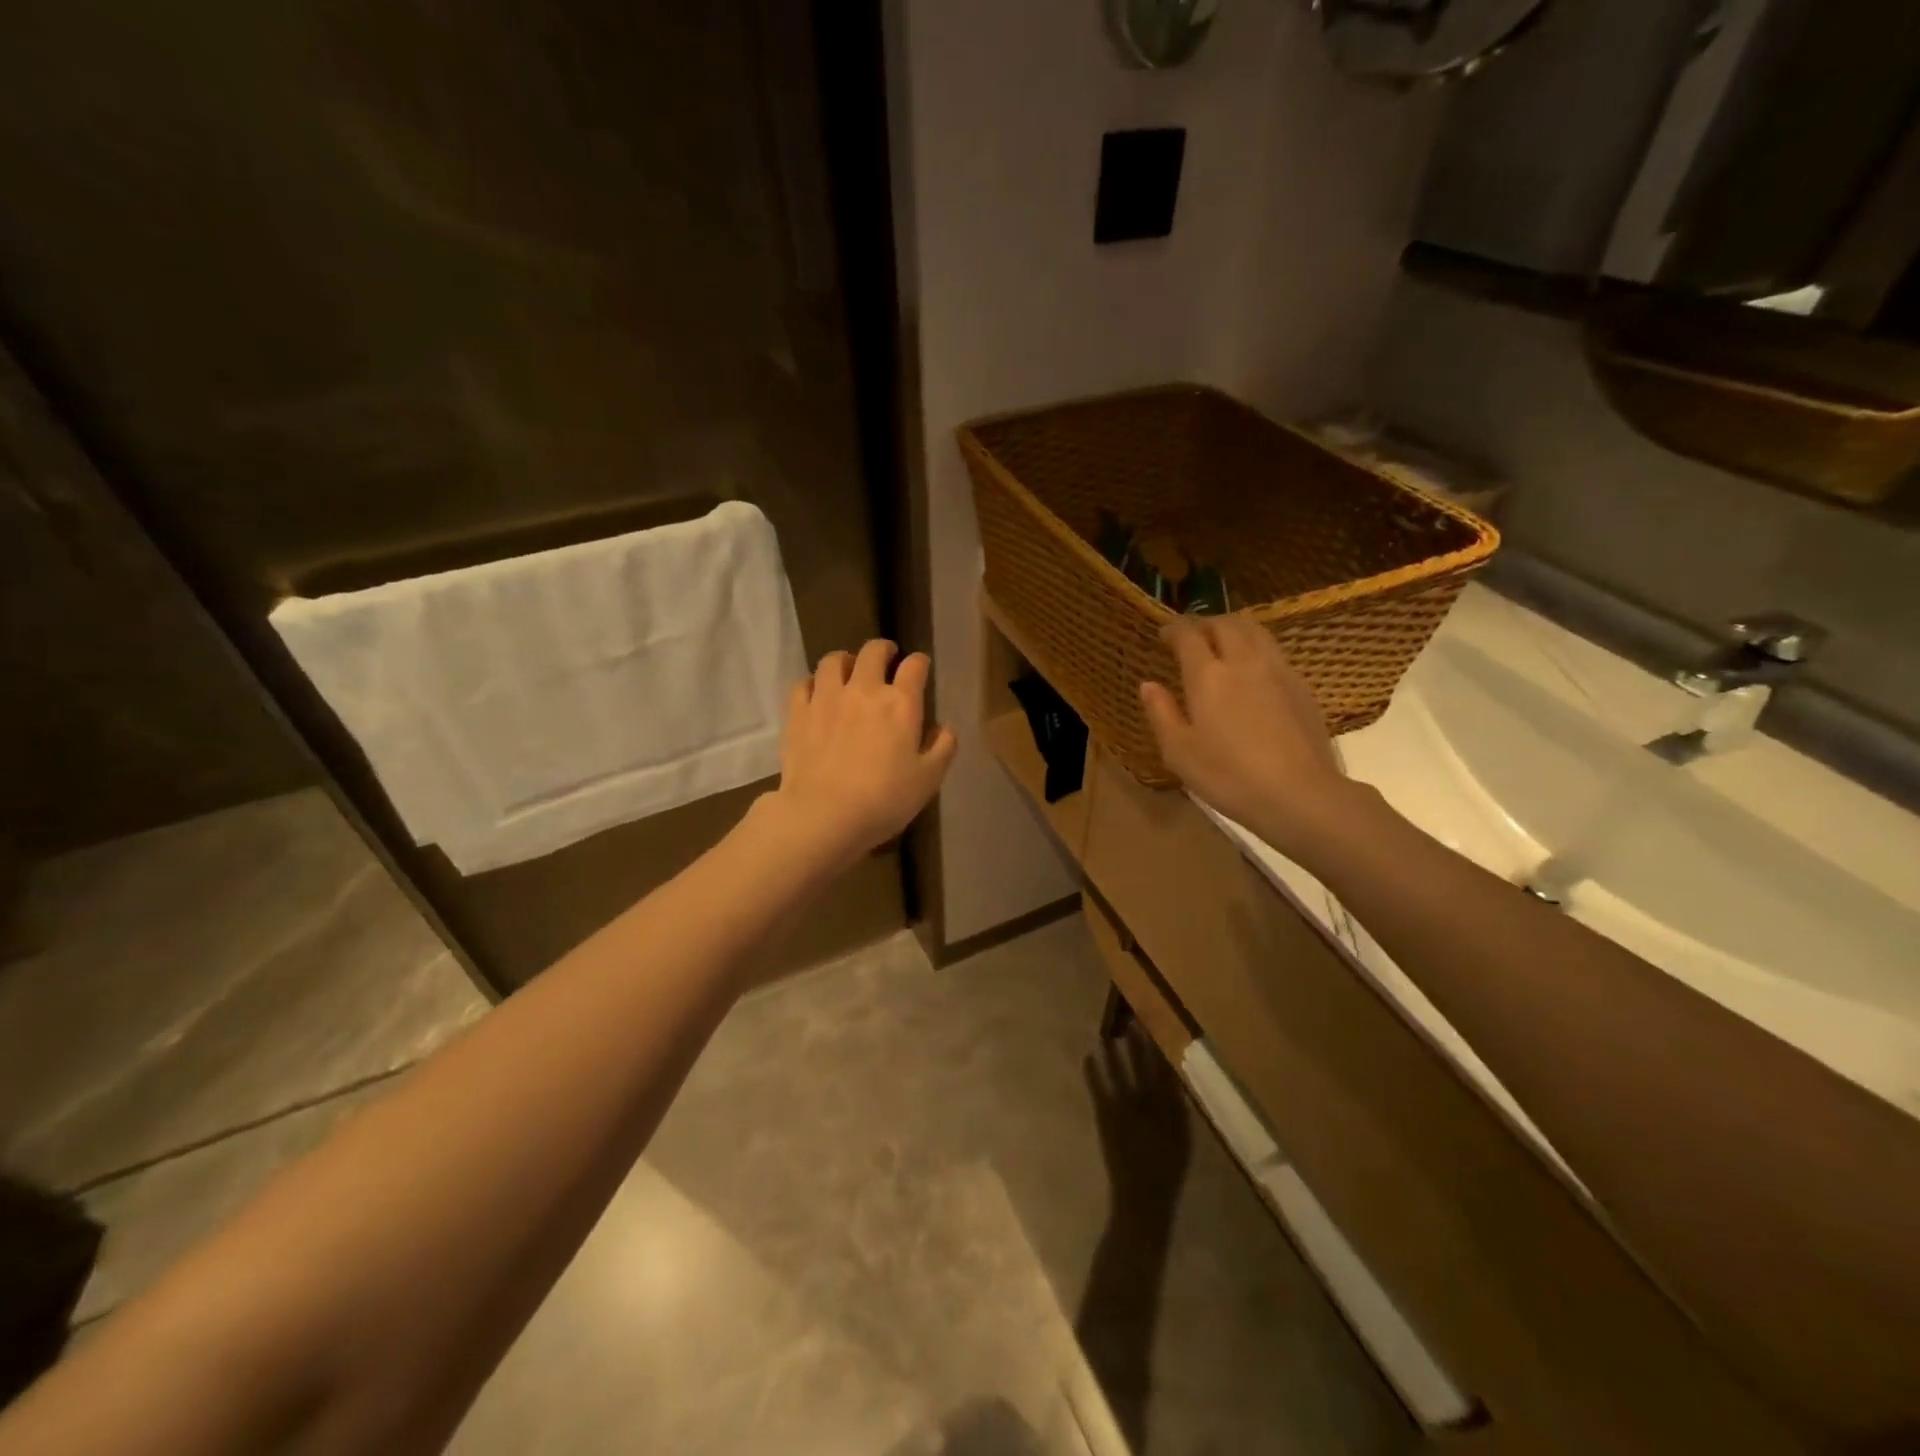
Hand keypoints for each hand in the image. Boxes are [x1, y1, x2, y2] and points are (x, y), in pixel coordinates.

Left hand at [768, 640, 956, 869]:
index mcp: (900, 703)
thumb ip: (942, 748)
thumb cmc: (884, 800)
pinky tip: (817, 693)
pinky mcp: (798, 713)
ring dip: (845, 660)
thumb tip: (944, 728)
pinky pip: (803, 684)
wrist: (824, 815)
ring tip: (848, 669)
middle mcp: (864, 690)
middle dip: (883, 650)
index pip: (914, 666)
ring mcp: (826, 698)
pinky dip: (813, 683)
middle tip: (886, 657)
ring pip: (833, 660)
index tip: (919, 667)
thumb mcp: (928, 780)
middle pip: (873, 652)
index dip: (919, 662)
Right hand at [1139, 617, 1358, 858]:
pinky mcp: (1301, 686)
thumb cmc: (1228, 776)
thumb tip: (1148, 684)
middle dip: (1204, 623)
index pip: (1188, 635)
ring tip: (1221, 643)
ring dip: (1233, 629)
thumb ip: (1161, 713)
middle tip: (1191, 636)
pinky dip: (1256, 647)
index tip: (1163, 634)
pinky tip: (1252, 670)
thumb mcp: (1179, 752)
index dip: (1173, 628)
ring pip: (1255, 630)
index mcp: (1208, 675)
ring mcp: (1278, 670)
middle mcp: (1244, 661)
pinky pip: (1274, 651)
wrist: (1299, 793)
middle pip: (1225, 623)